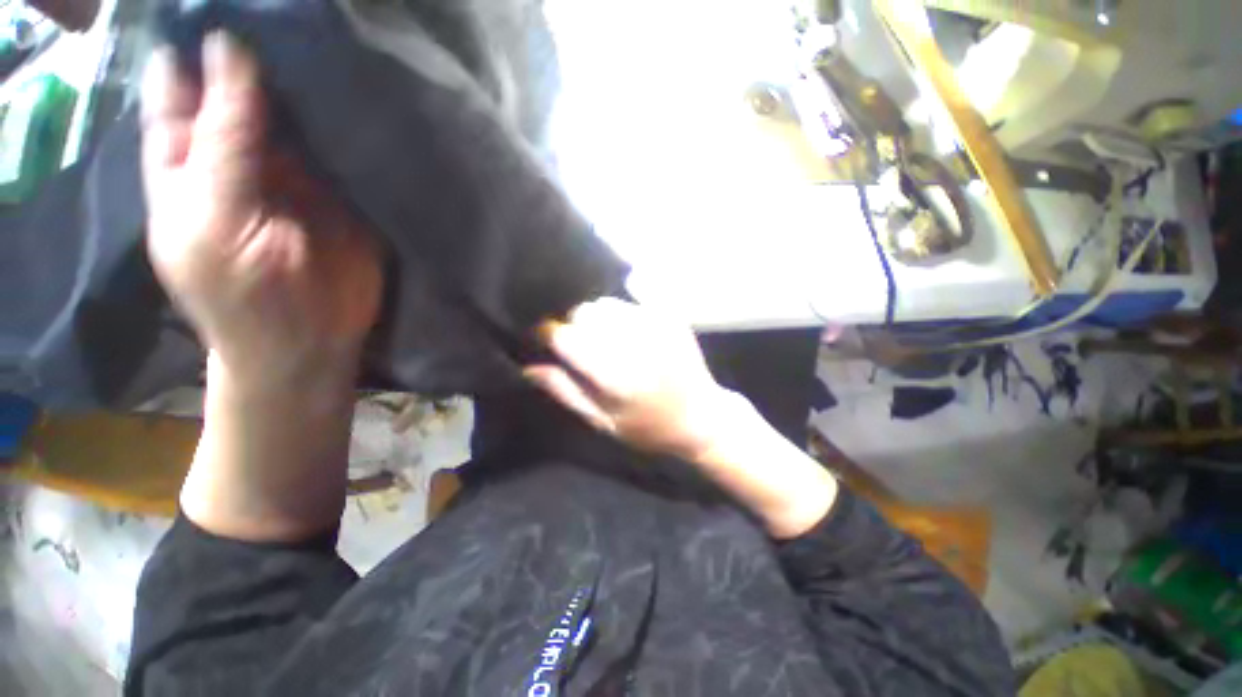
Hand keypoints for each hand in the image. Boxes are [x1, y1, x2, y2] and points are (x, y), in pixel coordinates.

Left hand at [141, 32, 381, 387]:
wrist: (310, 341)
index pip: (184, 85)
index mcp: (190, 157)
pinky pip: (342, 144)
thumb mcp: (213, 218)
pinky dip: (349, 119)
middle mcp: (241, 152)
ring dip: (311, 79)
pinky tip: (360, 87)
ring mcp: (298, 169)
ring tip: (329, 30)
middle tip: (292, 4)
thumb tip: (229, 51)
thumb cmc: (242, 295)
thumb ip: (221, 141)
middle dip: (263, 49)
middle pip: (245, 88)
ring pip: (298, 111)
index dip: (197, 44)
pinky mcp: (344, 189)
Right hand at [524, 298, 734, 460]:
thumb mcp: (604, 422)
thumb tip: (530, 367)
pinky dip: (620, 311)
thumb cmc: (650, 428)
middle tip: (580, 344)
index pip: (567, 337)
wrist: (702, 417)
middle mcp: (636, 344)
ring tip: (605, 339)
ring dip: (597, 317)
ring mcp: (657, 325)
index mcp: (616, 376)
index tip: (545, 338)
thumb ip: (566, 392)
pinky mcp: (670, 317)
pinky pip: (632, 298)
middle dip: (574, 325)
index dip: (549, 334)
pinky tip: (625, 329)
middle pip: (585, 313)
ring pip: (606, 303)